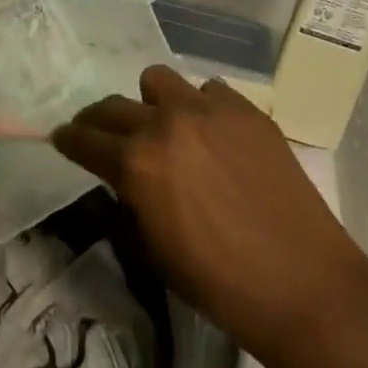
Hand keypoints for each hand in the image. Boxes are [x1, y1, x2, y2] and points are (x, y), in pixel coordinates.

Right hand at [51, 66, 366, 364]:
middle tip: (104, 136)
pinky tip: (214, 135)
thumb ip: (128, 204)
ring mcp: (208, 110)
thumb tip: (122, 183)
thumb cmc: (220, 283)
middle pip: (112, 106)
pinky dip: (202, 107)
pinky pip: (209, 90)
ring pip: (159, 81)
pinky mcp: (247, 111)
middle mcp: (165, 124)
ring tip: (166, 127)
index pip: (84, 140)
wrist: (304, 286)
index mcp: (135, 163)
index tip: (63, 139)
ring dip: (152, 103)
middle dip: (99, 122)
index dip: (68, 140)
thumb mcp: (152, 251)